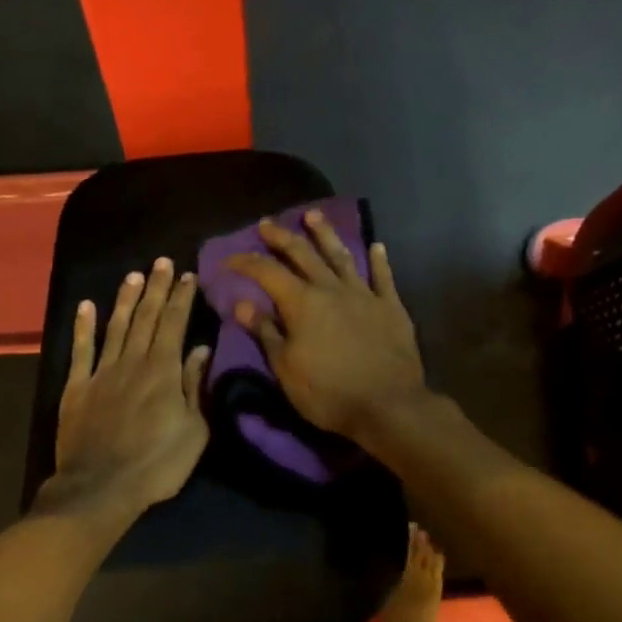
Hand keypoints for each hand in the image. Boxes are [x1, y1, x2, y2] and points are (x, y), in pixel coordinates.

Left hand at [45, 258, 211, 517]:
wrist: (101, 487)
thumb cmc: (157, 465)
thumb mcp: (194, 431)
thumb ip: (195, 387)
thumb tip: (199, 349)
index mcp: (163, 371)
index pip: (174, 324)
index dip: (182, 298)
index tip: (188, 276)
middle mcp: (132, 362)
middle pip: (147, 318)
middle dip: (156, 288)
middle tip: (162, 262)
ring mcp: (101, 373)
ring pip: (116, 327)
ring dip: (126, 300)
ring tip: (134, 275)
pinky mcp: (76, 388)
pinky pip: (80, 351)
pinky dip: (83, 327)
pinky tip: (86, 306)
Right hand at [226, 212, 427, 441]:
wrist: (388, 405)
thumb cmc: (328, 392)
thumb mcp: (285, 368)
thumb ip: (265, 333)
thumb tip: (241, 304)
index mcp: (302, 303)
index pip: (266, 272)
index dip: (246, 262)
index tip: (229, 259)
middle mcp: (332, 289)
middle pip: (303, 255)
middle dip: (282, 237)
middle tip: (267, 223)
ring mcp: (365, 295)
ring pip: (341, 256)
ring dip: (325, 234)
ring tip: (313, 215)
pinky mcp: (391, 308)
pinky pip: (383, 278)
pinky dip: (379, 261)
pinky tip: (376, 246)